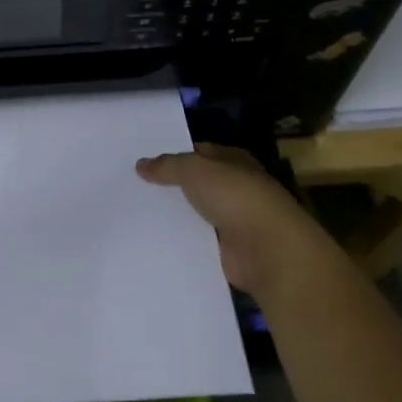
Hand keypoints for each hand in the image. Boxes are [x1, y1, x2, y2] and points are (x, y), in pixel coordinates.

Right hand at [137, 143, 323, 300]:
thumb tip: (140, 165)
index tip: (144, 162)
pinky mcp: (229, 249)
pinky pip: (198, 240)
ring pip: (196, 212)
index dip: (174, 155)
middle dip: (172, 186)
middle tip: (134, 187)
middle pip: (197, 183)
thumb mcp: (194, 169)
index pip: (200, 152)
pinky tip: (155, 239)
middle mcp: (236, 187)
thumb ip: (167, 166)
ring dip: (176, 214)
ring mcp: (234, 220)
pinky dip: (182, 240)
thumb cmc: (235, 196)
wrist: (267, 249)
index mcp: (234, 161)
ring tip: (137, 214)